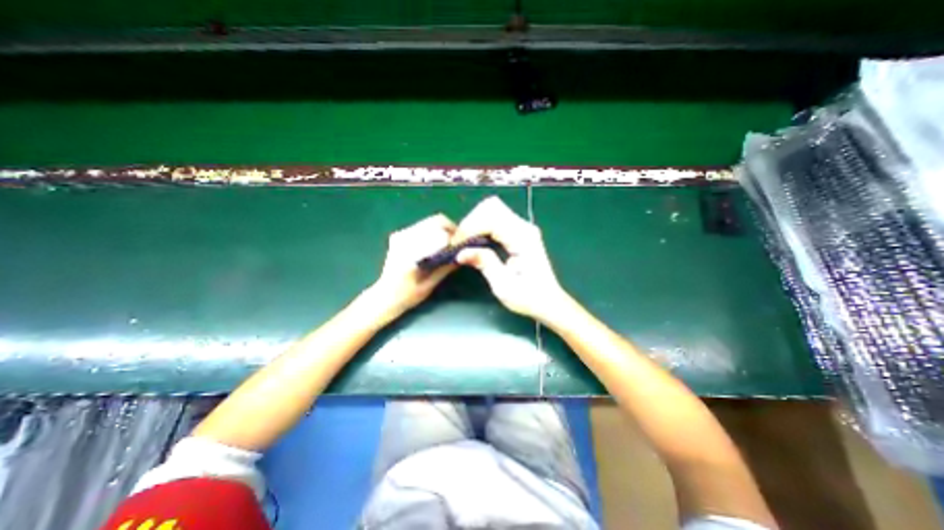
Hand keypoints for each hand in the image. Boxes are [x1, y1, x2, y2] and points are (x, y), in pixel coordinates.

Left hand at [363, 211, 458, 321]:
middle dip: (451, 229)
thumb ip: (445, 268)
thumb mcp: (429, 285)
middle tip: (458, 243)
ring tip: (449, 244)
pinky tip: (436, 245)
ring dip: (442, 230)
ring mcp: (400, 235)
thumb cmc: (407, 295)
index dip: (454, 235)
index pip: (439, 231)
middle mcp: (404, 238)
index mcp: (411, 252)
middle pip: (435, 221)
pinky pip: (422, 227)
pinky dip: (433, 232)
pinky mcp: (399, 235)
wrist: (385, 295)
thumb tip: (462, 256)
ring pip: (429, 222)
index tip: (462, 243)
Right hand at [456, 197, 569, 322]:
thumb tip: (460, 253)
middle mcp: (524, 227)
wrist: (548, 301)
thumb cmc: (528, 297)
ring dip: (475, 222)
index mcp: (523, 238)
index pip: (491, 218)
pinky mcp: (519, 232)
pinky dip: (481, 226)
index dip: (470, 228)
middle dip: (471, 222)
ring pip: (492, 209)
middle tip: (460, 243)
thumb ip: (485, 264)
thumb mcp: (503, 286)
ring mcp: (522, 227)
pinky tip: (476, 241)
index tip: (457, 246)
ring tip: (466, 243)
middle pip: (491, 206)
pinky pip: (496, 218)